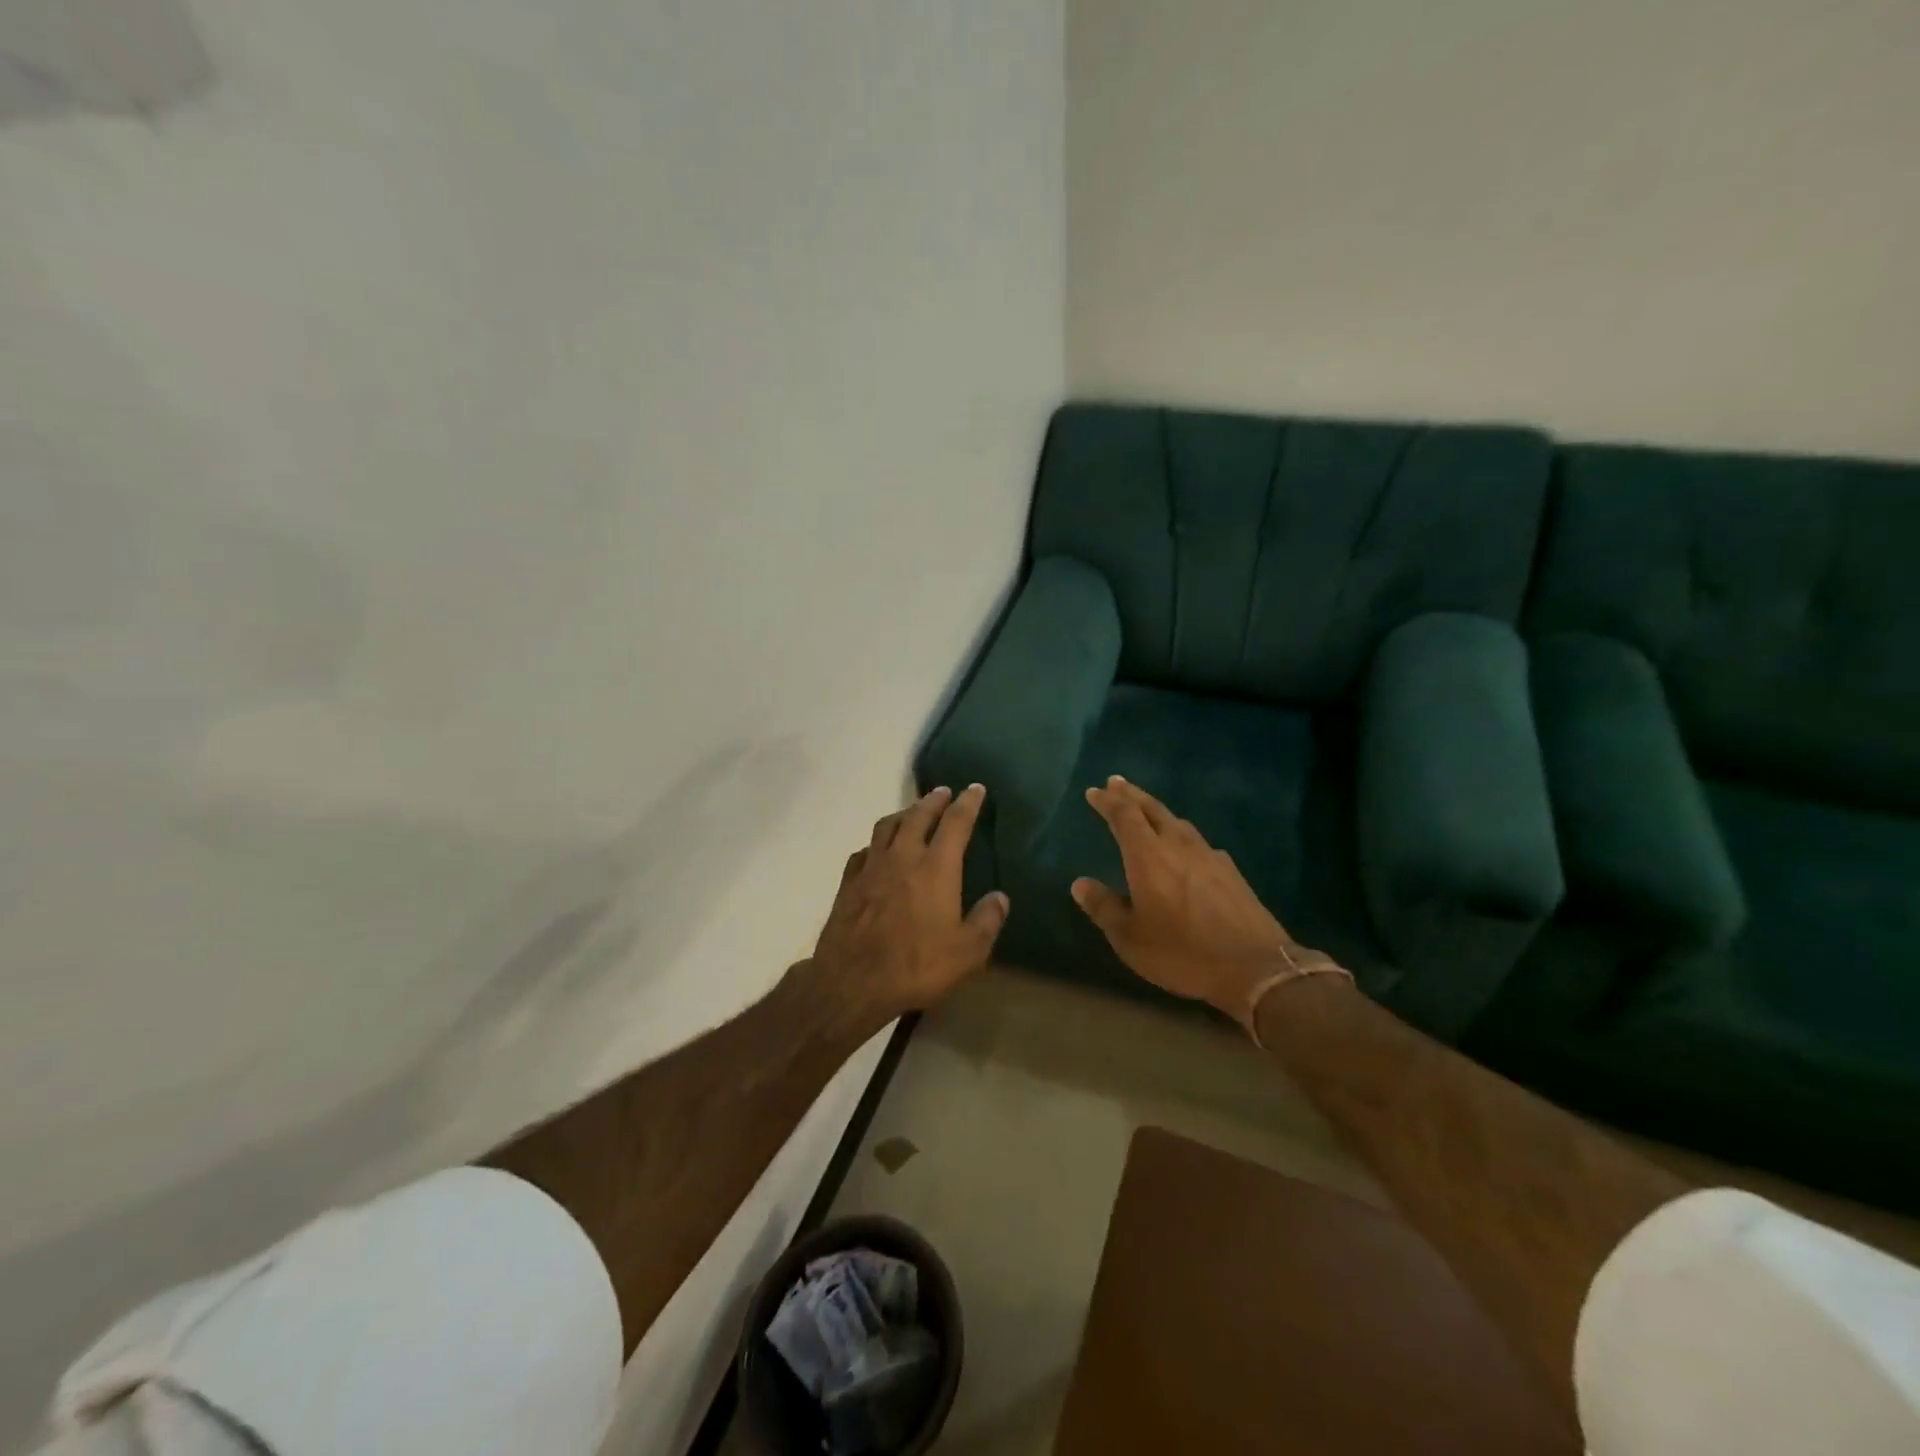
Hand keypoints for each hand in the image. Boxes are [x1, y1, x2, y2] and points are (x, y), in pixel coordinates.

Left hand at [811, 783, 1009, 1021]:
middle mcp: (903, 857)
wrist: (853, 981)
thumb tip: (1000, 897)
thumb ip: (987, 921)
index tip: (975, 788)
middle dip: (934, 801)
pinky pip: (864, 851)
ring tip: (912, 811)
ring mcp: (872, 868)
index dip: (968, 802)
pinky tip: (876, 850)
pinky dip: (876, 844)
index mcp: (936, 868)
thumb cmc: (917, 965)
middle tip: (944, 792)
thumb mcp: (967, 952)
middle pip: (918, 816)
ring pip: (887, 826)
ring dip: (903, 813)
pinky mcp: (849, 883)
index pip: (956, 823)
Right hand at [1072, 776, 1337, 1021]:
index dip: (1108, 802)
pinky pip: (1199, 842)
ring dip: (1158, 811)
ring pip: (1178, 822)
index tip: (1095, 791)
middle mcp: (1178, 845)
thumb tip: (1080, 884)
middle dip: (1131, 794)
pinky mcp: (1230, 872)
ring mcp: (1209, 856)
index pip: (1124, 816)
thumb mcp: (1130, 938)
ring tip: (1147, 810)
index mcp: (1148, 856)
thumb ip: (1104, 907)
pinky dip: (1182, 835)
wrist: (1255, 967)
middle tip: (1116, 782)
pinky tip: (1185, 847)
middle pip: (1152, 809)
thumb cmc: (1182, 952)